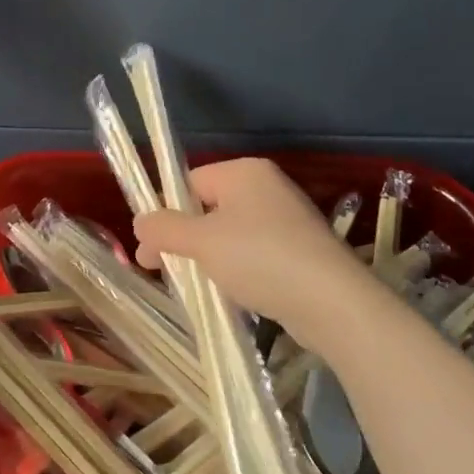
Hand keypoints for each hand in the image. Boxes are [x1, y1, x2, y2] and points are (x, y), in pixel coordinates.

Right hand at [133, 157, 384, 356]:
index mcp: (243, 171)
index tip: (150, 250)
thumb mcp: (201, 241)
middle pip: (208, 208)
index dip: (165, 215)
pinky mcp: (301, 250)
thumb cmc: (260, 258)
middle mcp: (267, 187)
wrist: (333, 302)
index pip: (189, 183)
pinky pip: (255, 254)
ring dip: (208, 259)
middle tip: (159, 271)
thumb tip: (140, 222)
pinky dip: (237, 271)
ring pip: (230, 234)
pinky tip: (231, 295)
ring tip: (196, 288)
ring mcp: (287, 219)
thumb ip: (164, 228)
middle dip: (183, 240)